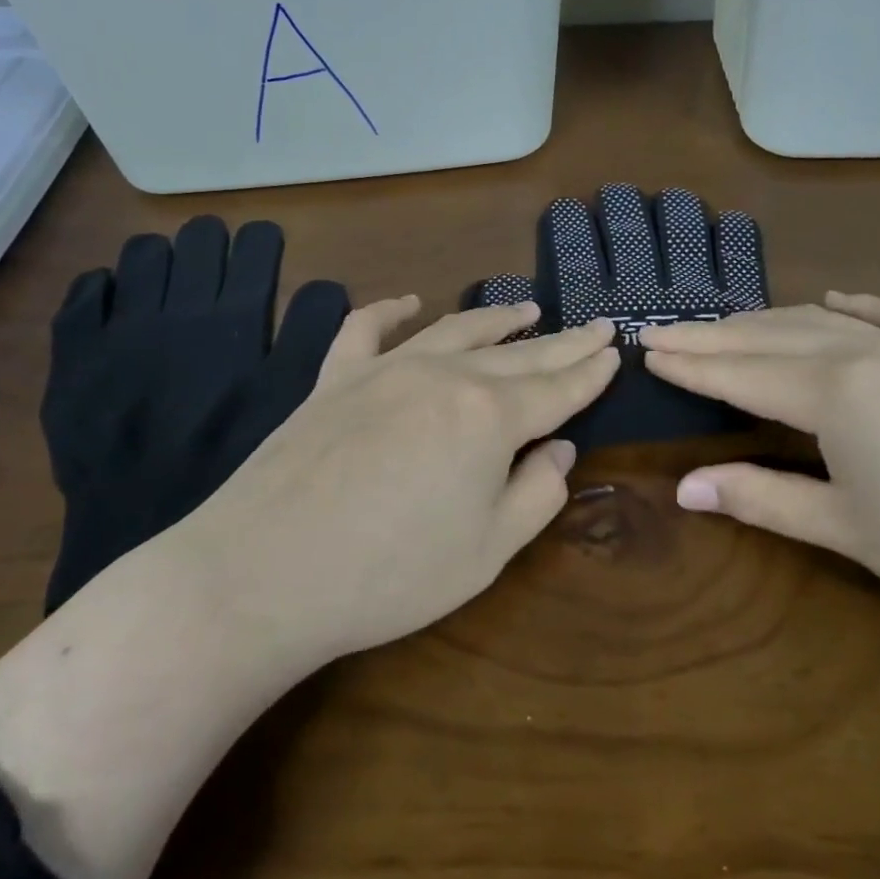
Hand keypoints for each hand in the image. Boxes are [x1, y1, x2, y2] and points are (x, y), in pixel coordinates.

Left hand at [191, 299, 621, 661]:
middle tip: (595, 325)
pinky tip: (408, 303)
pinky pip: (365, 330)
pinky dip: (390, 312)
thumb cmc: (389, 575)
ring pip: (453, 330)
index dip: (591, 371)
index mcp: (489, 417)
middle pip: (518, 354)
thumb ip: (536, 494)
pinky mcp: (334, 379)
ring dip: (496, 319)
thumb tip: (558, 449)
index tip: (616, 350)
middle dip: (562, 342)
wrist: (263, 575)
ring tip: (527, 310)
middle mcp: (443, 376)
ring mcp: (384, 370)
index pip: (557, 388)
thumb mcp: (487, 552)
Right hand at [642, 293, 879, 636]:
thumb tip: (685, 489)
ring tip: (724, 327)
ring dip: (762, 321)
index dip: (687, 363)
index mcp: (833, 392)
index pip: (738, 372)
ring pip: (817, 320)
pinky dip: (849, 306)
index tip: (643, 349)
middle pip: (767, 336)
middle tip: (661, 331)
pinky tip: (834, 300)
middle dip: (709, 335)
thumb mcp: (849, 530)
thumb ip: (763, 498)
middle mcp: (863, 352)